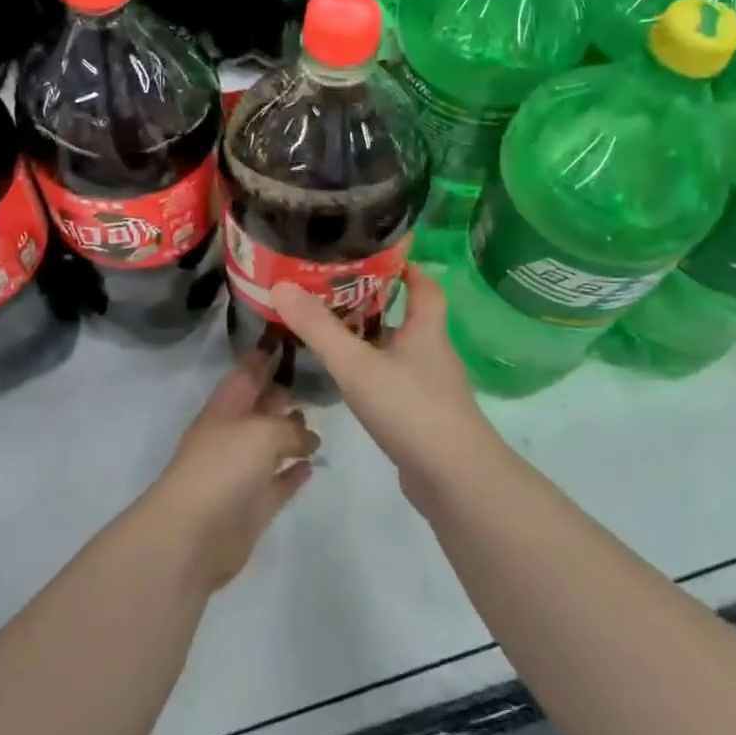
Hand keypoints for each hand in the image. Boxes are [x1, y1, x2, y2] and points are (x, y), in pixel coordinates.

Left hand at [142, 351, 320, 592]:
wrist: (193, 534)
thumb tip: (308, 437)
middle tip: (319, 380)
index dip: (266, 355)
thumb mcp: (264, 431)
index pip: (248, 371)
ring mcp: (242, 471)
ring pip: (271, 445)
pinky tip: (313, 465)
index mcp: (227, 406)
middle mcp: (233, 433)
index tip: (291, 336)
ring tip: (320, 422)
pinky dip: (293, 473)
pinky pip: (278, 482)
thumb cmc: (224, 466)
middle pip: (262, 407)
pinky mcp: (253, 505)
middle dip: (284, 393)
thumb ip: (291, 428)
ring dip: (292, 434)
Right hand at [270, 268, 502, 498]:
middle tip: (334, 292)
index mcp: (426, 330)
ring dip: (371, 340)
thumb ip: (318, 328)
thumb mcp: (356, 363)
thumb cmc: (410, 408)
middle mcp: (433, 354)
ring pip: (399, 352)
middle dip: (376, 302)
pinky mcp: (423, 418)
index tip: (377, 254)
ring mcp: (431, 389)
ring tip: (331, 332)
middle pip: (408, 317)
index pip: (425, 286)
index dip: (406, 267)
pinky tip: (348, 382)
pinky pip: (395, 382)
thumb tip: (281, 286)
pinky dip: (373, 374)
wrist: (455, 480)